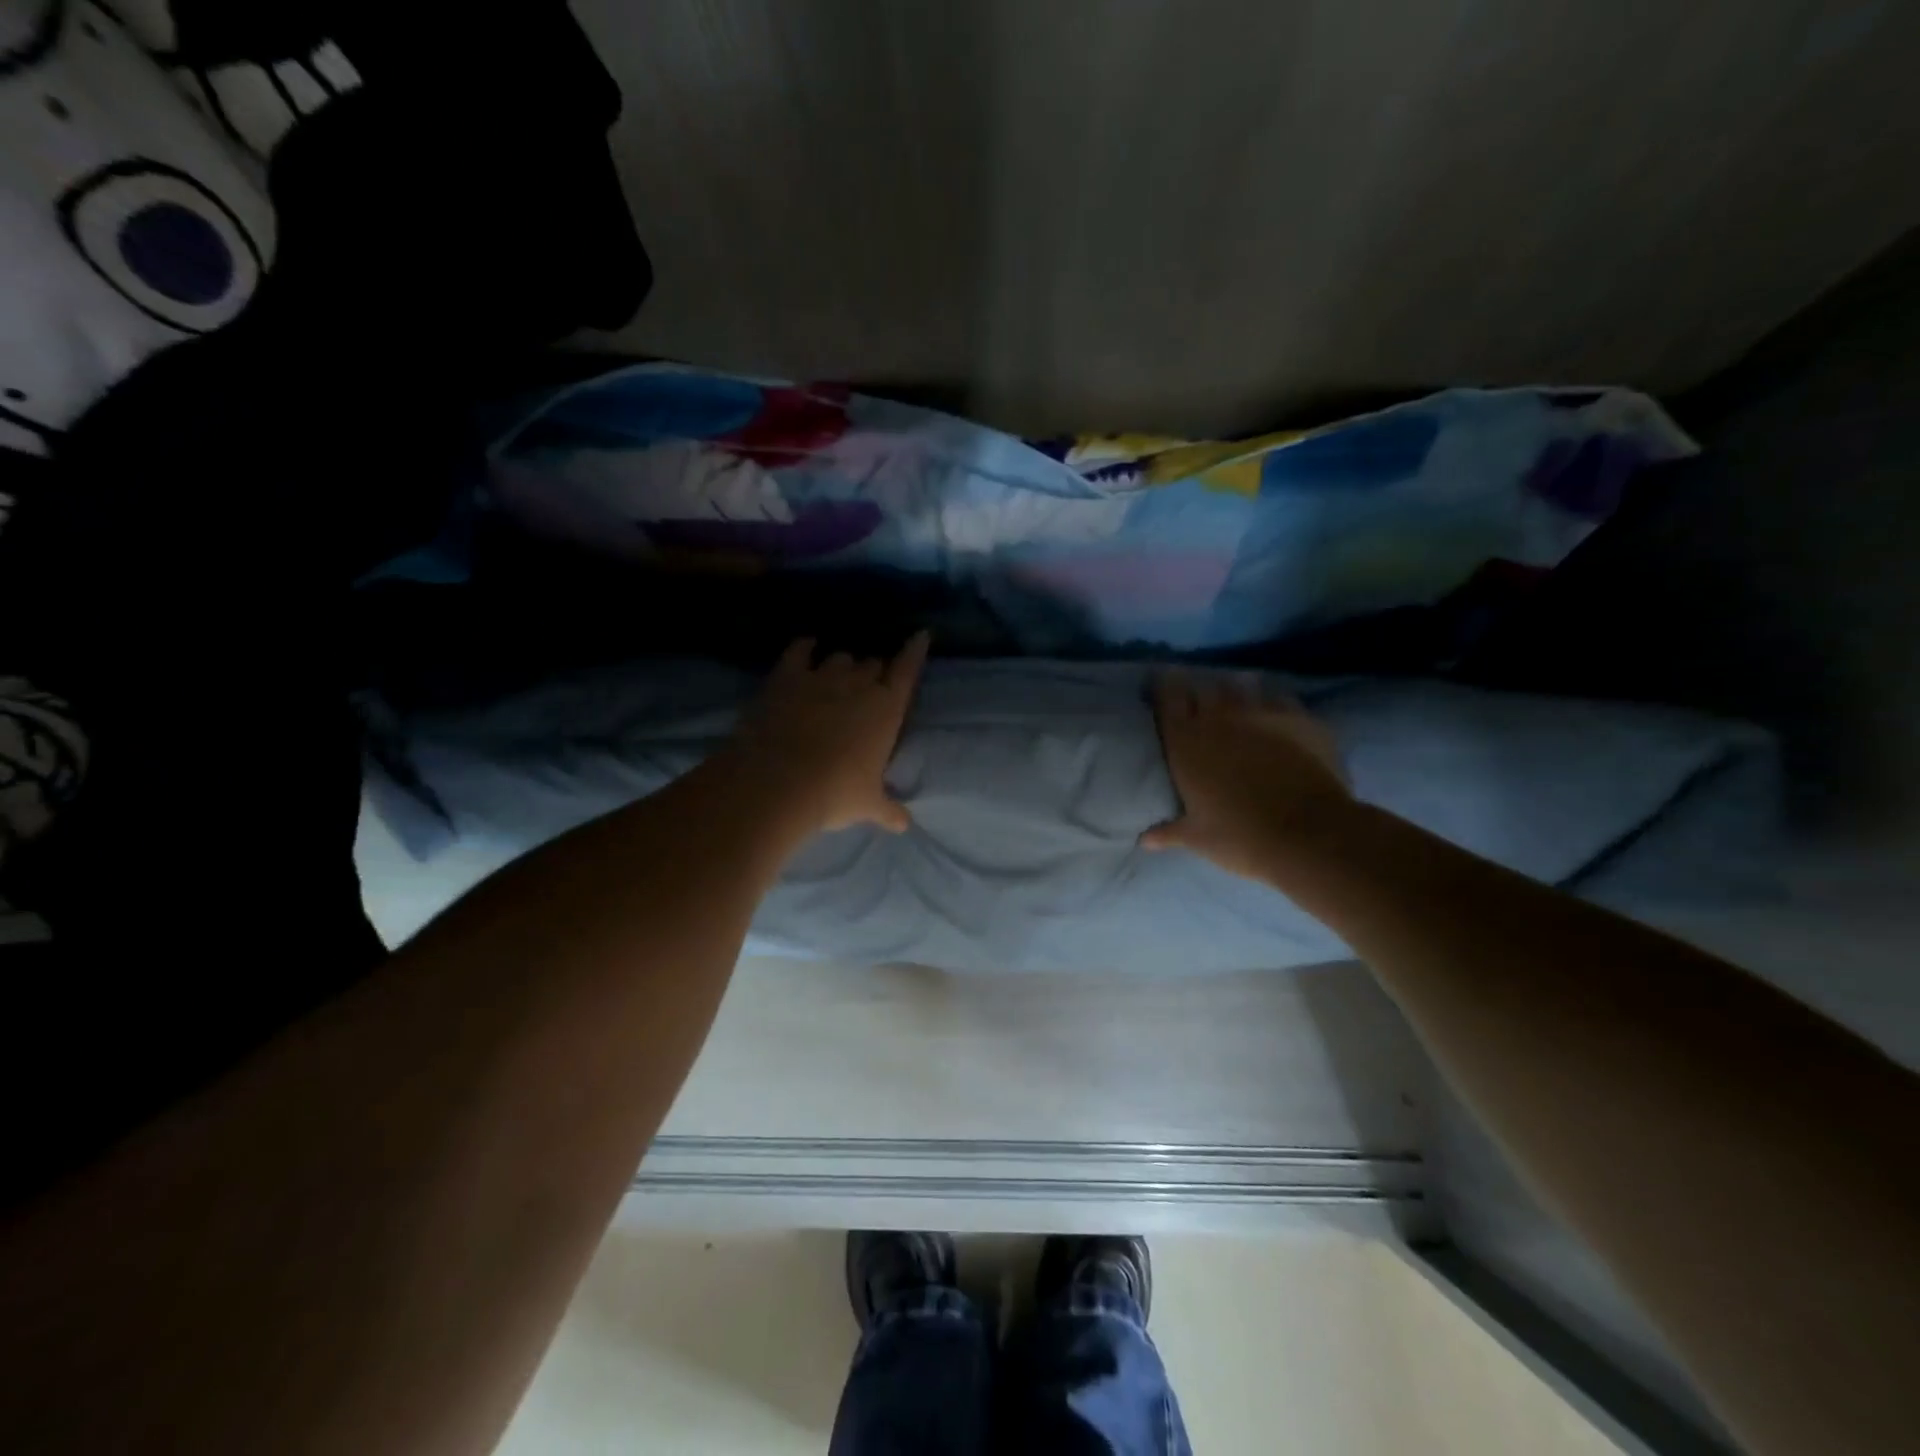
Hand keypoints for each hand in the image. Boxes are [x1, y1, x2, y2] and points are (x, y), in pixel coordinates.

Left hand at [730, 632, 929, 835]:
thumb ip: (888, 810)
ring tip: (838, 675)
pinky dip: (805, 648)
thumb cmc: (835, 793)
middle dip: (873, 673)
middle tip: (868, 687)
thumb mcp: (867, 805)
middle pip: (872, 665)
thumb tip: (904, 825)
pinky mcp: (786, 677)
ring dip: (843, 665)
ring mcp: (821, 677)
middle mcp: (858, 685)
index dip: (915, 652)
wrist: (778, 782)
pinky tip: (807, 647)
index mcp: (886, 709)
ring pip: (840, 658)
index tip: (920, 636)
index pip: (907, 671)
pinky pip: (799, 651)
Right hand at [1142, 671, 1351, 880]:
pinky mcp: (1299, 718)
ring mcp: (1262, 713)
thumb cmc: (1240, 837)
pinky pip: (1279, 699)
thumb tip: (1145, 840)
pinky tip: (1275, 718)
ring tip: (1237, 708)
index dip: (1162, 688)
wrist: (1309, 835)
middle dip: (1199, 693)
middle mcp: (1219, 717)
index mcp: (1186, 742)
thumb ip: (1169, 831)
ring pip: (1241, 686)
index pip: (1166, 696)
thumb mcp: (1198, 838)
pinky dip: (1272, 705)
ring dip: (1235, 694)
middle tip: (1199, 707)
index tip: (1161, 688)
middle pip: (1203, 687)